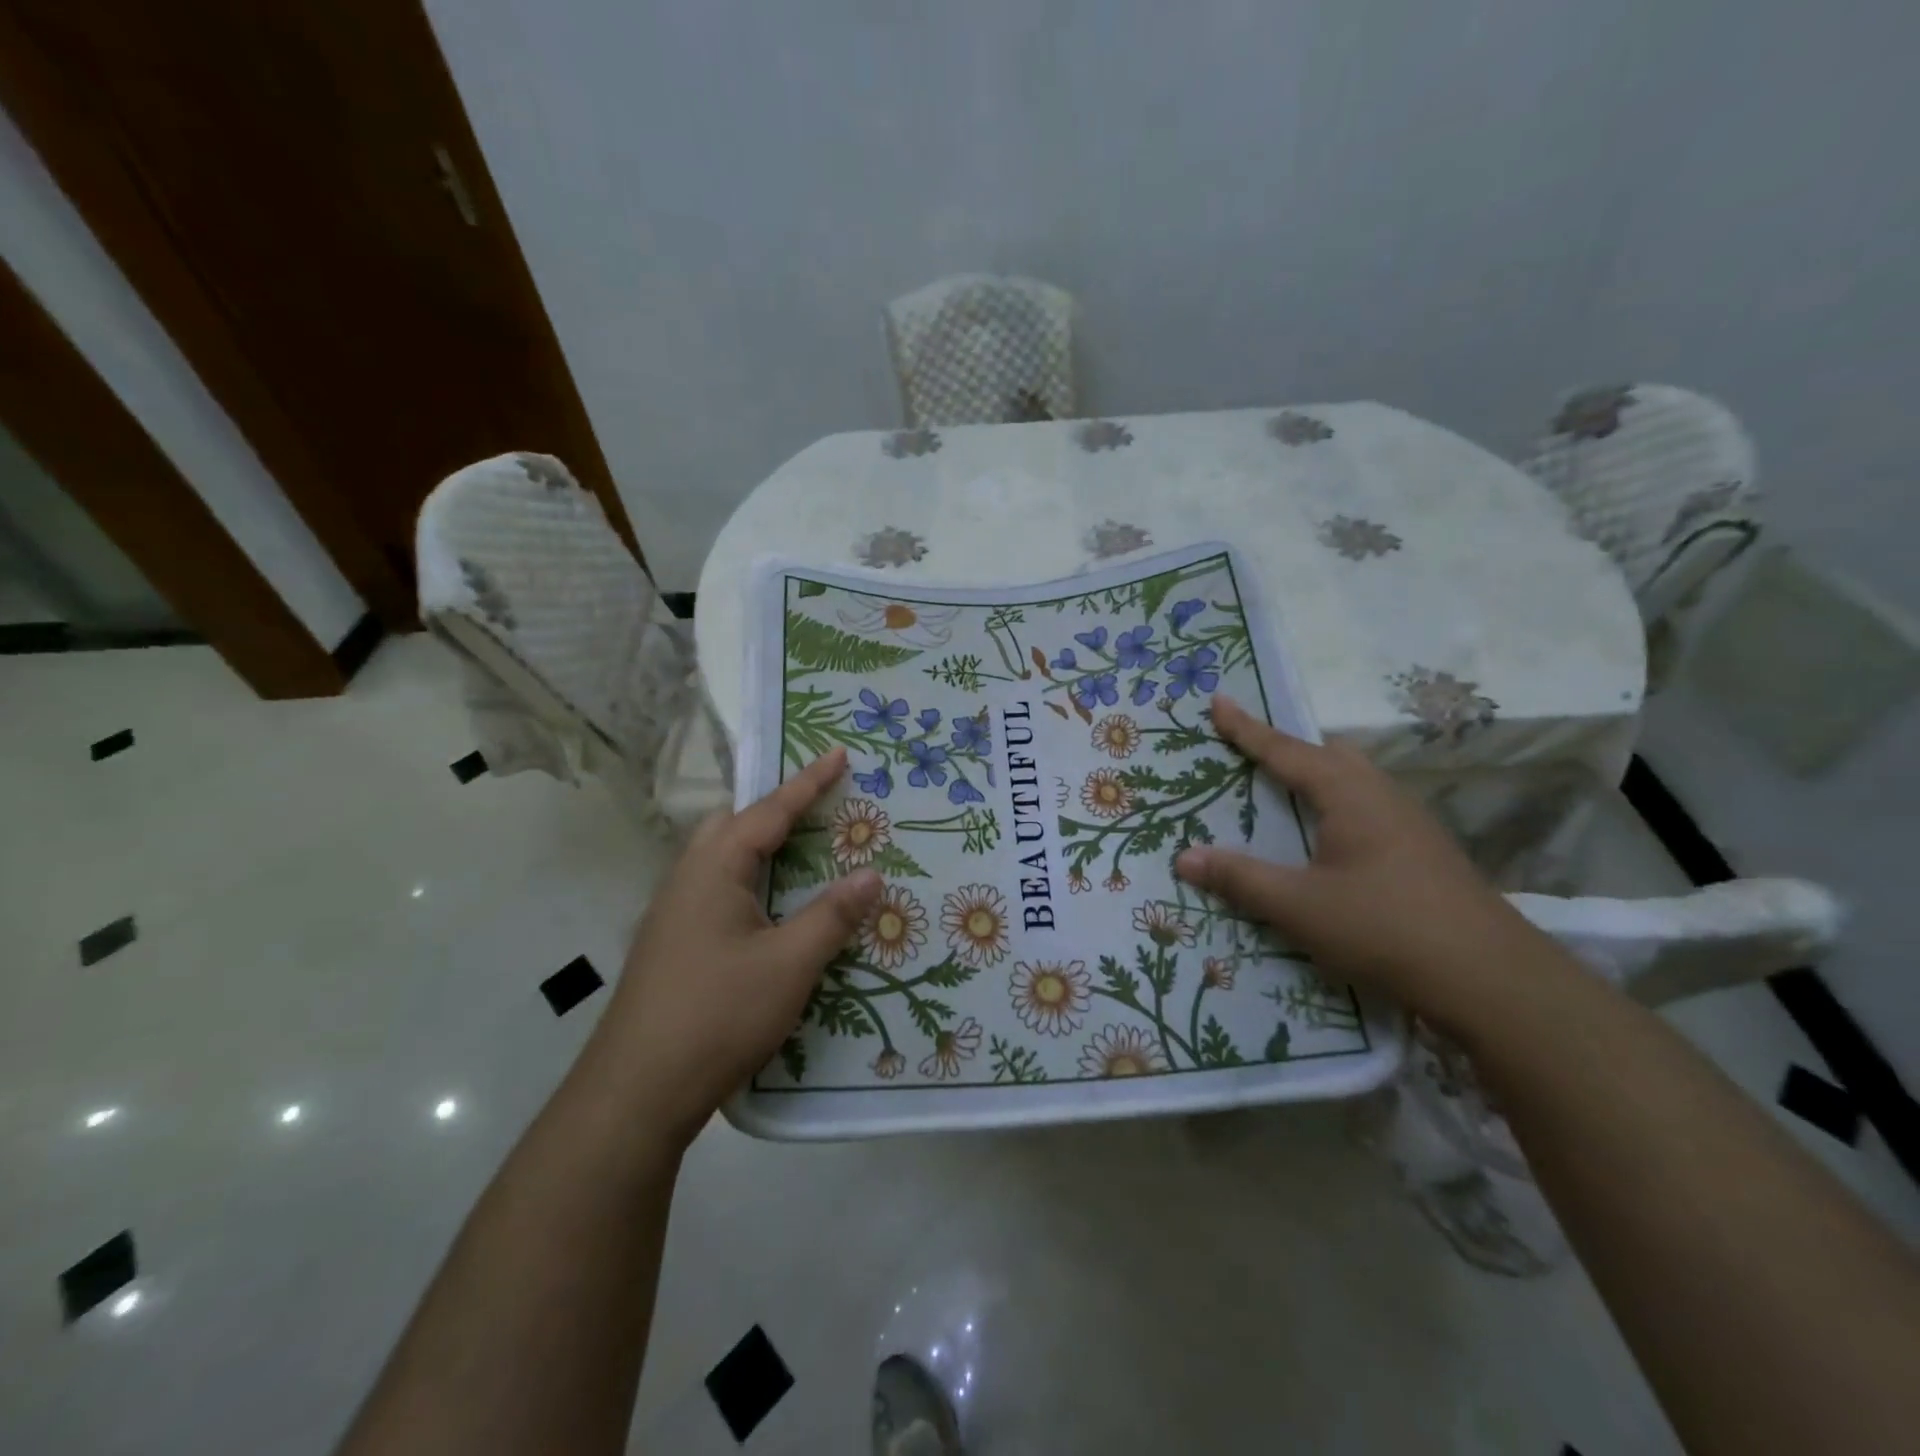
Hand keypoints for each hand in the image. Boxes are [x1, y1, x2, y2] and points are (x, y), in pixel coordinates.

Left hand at [596, 749, 881, 1147]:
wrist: (635, 1092)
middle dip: (776, 810)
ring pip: (721, 860)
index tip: (838, 754)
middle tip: (819, 808)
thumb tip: (871, 874)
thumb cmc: (717, 1014)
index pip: (769, 811)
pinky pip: (717, 891)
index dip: (808, 782)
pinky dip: (750, 881)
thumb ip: (832, 915)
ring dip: (761, 848)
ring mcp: (673, 914)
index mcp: (713, 869)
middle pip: (734, 825)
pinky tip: (770, 912)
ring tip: (802, 853)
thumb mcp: (789, 964)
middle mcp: (687, 879)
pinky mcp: (672, 945)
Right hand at [1174, 695, 1540, 1027]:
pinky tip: (1327, 842)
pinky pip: (1366, 809)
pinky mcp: (1423, 852)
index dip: (1247, 728)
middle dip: (1287, 748)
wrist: (1491, 979)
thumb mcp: (1299, 906)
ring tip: (1282, 794)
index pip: (1286, 750)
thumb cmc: (1385, 927)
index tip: (1218, 701)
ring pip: (1353, 782)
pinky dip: (1333, 807)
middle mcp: (1381, 796)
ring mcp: (1409, 823)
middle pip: (1328, 755)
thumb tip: (1184, 856)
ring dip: (1314, 778)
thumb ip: (1240, 878)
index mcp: (1349, 794)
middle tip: (1250, 751)